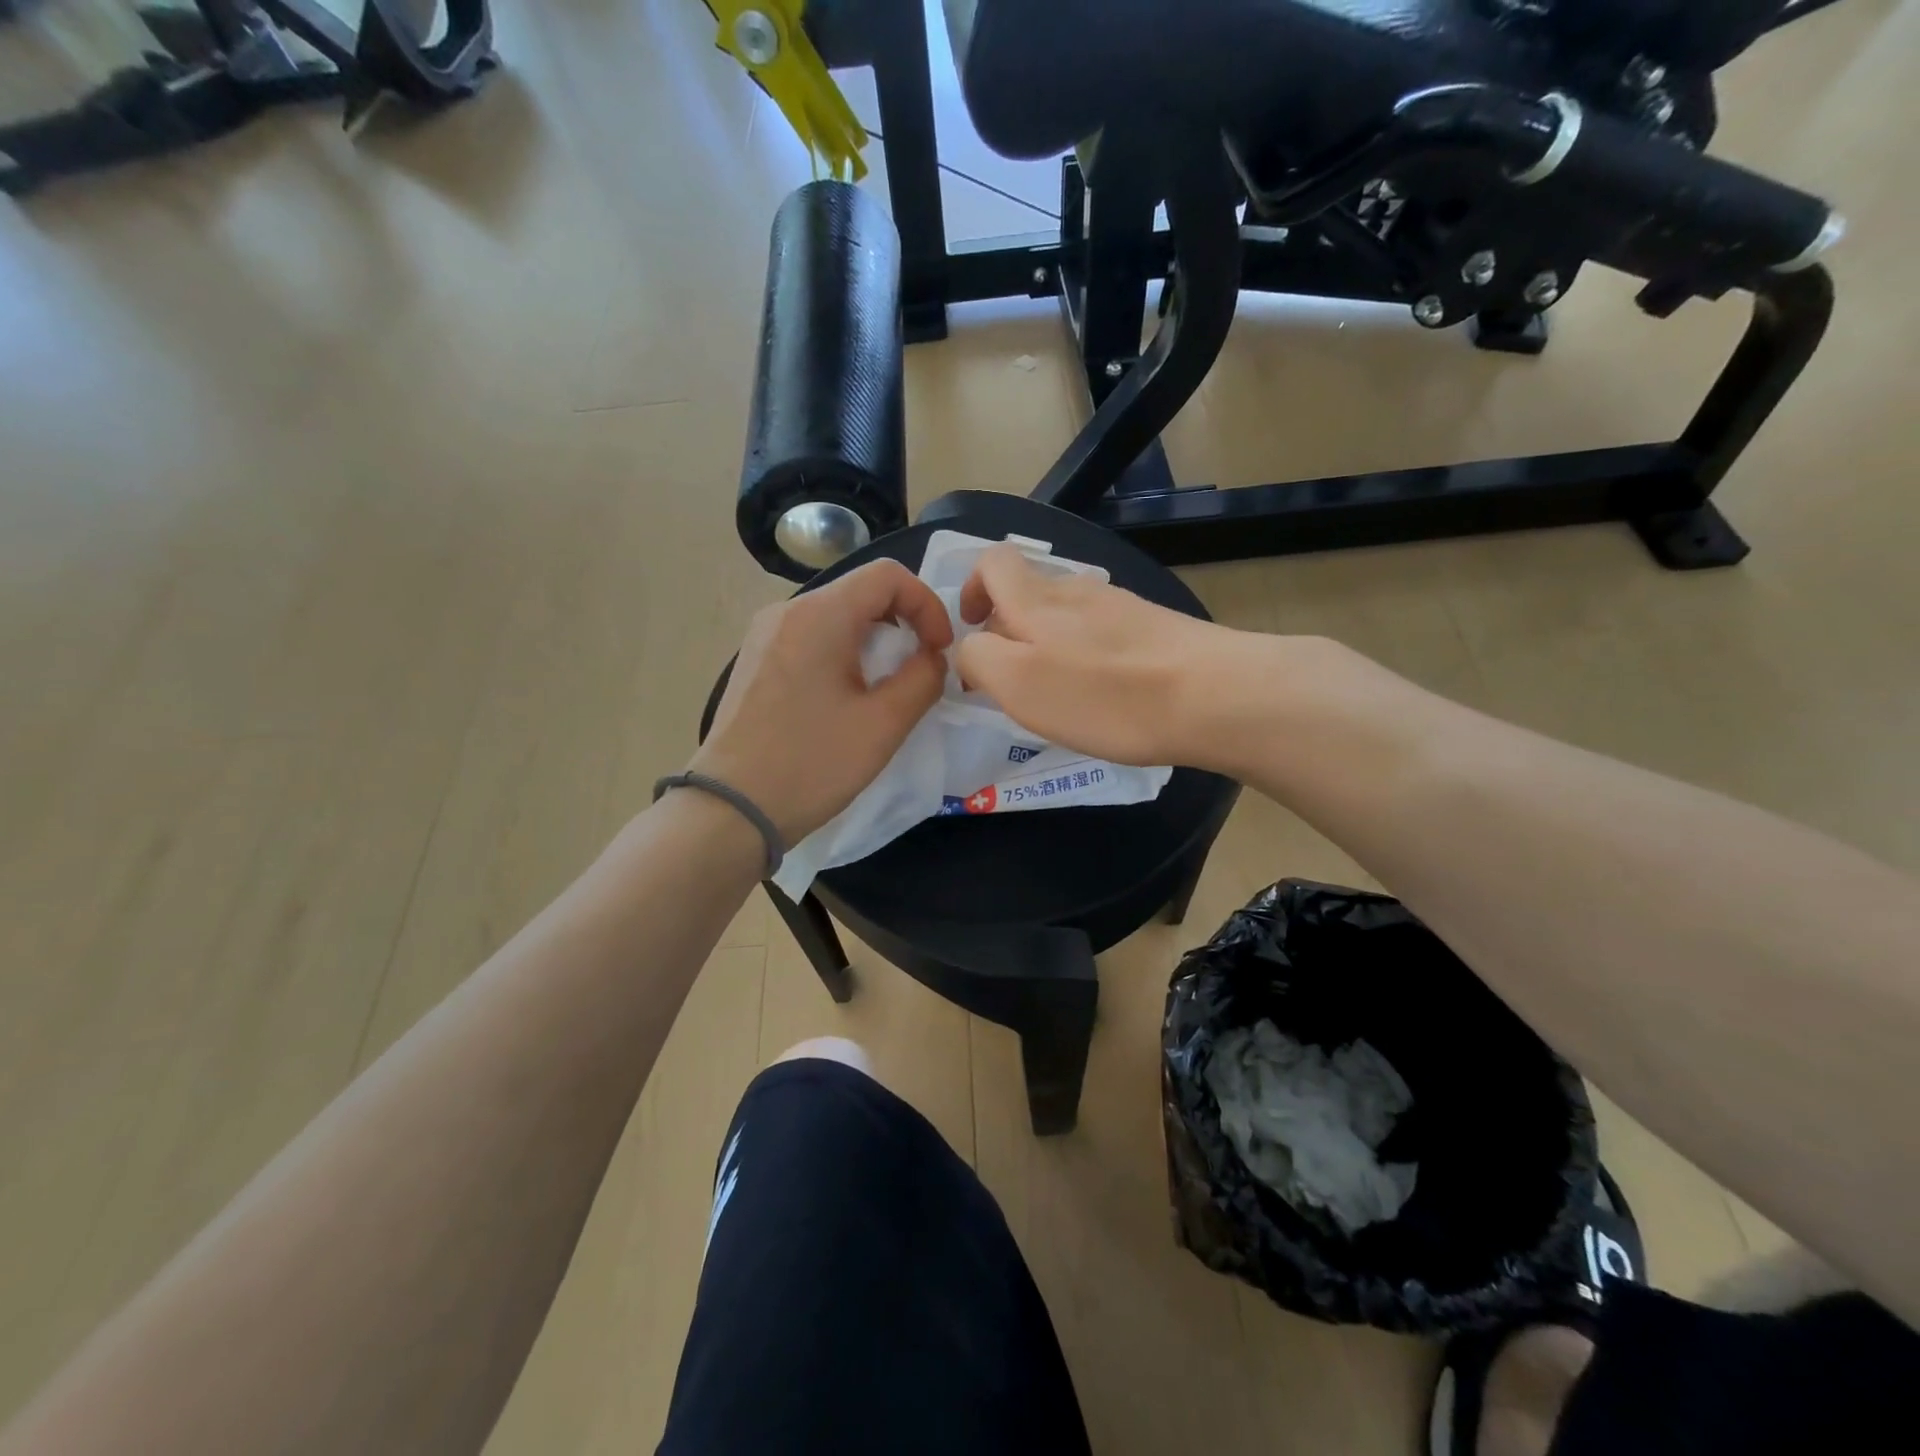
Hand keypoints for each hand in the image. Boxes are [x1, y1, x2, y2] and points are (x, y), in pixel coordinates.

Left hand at [689, 560, 953, 842]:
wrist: (729, 809)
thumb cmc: (811, 764)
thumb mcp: (884, 724)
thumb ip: (923, 678)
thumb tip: (931, 658)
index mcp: (820, 615)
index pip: (888, 575)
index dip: (927, 605)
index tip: (940, 651)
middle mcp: (787, 611)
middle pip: (861, 592)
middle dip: (903, 624)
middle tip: (919, 670)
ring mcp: (765, 635)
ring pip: (836, 616)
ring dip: (874, 642)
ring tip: (886, 689)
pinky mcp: (755, 661)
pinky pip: (811, 639)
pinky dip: (843, 654)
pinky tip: (846, 699)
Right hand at [955, 544, 1261, 769]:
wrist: (1212, 696)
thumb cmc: (1102, 694)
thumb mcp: (1017, 683)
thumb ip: (978, 658)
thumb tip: (971, 648)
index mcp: (1035, 598)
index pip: (992, 561)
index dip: (972, 588)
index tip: (974, 631)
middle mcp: (1077, 589)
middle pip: (1029, 592)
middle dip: (1009, 630)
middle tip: (1012, 682)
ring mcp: (1121, 606)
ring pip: (1066, 615)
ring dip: (1049, 647)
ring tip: (1059, 695)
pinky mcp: (1154, 628)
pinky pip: (1103, 635)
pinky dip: (1087, 658)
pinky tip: (1104, 695)